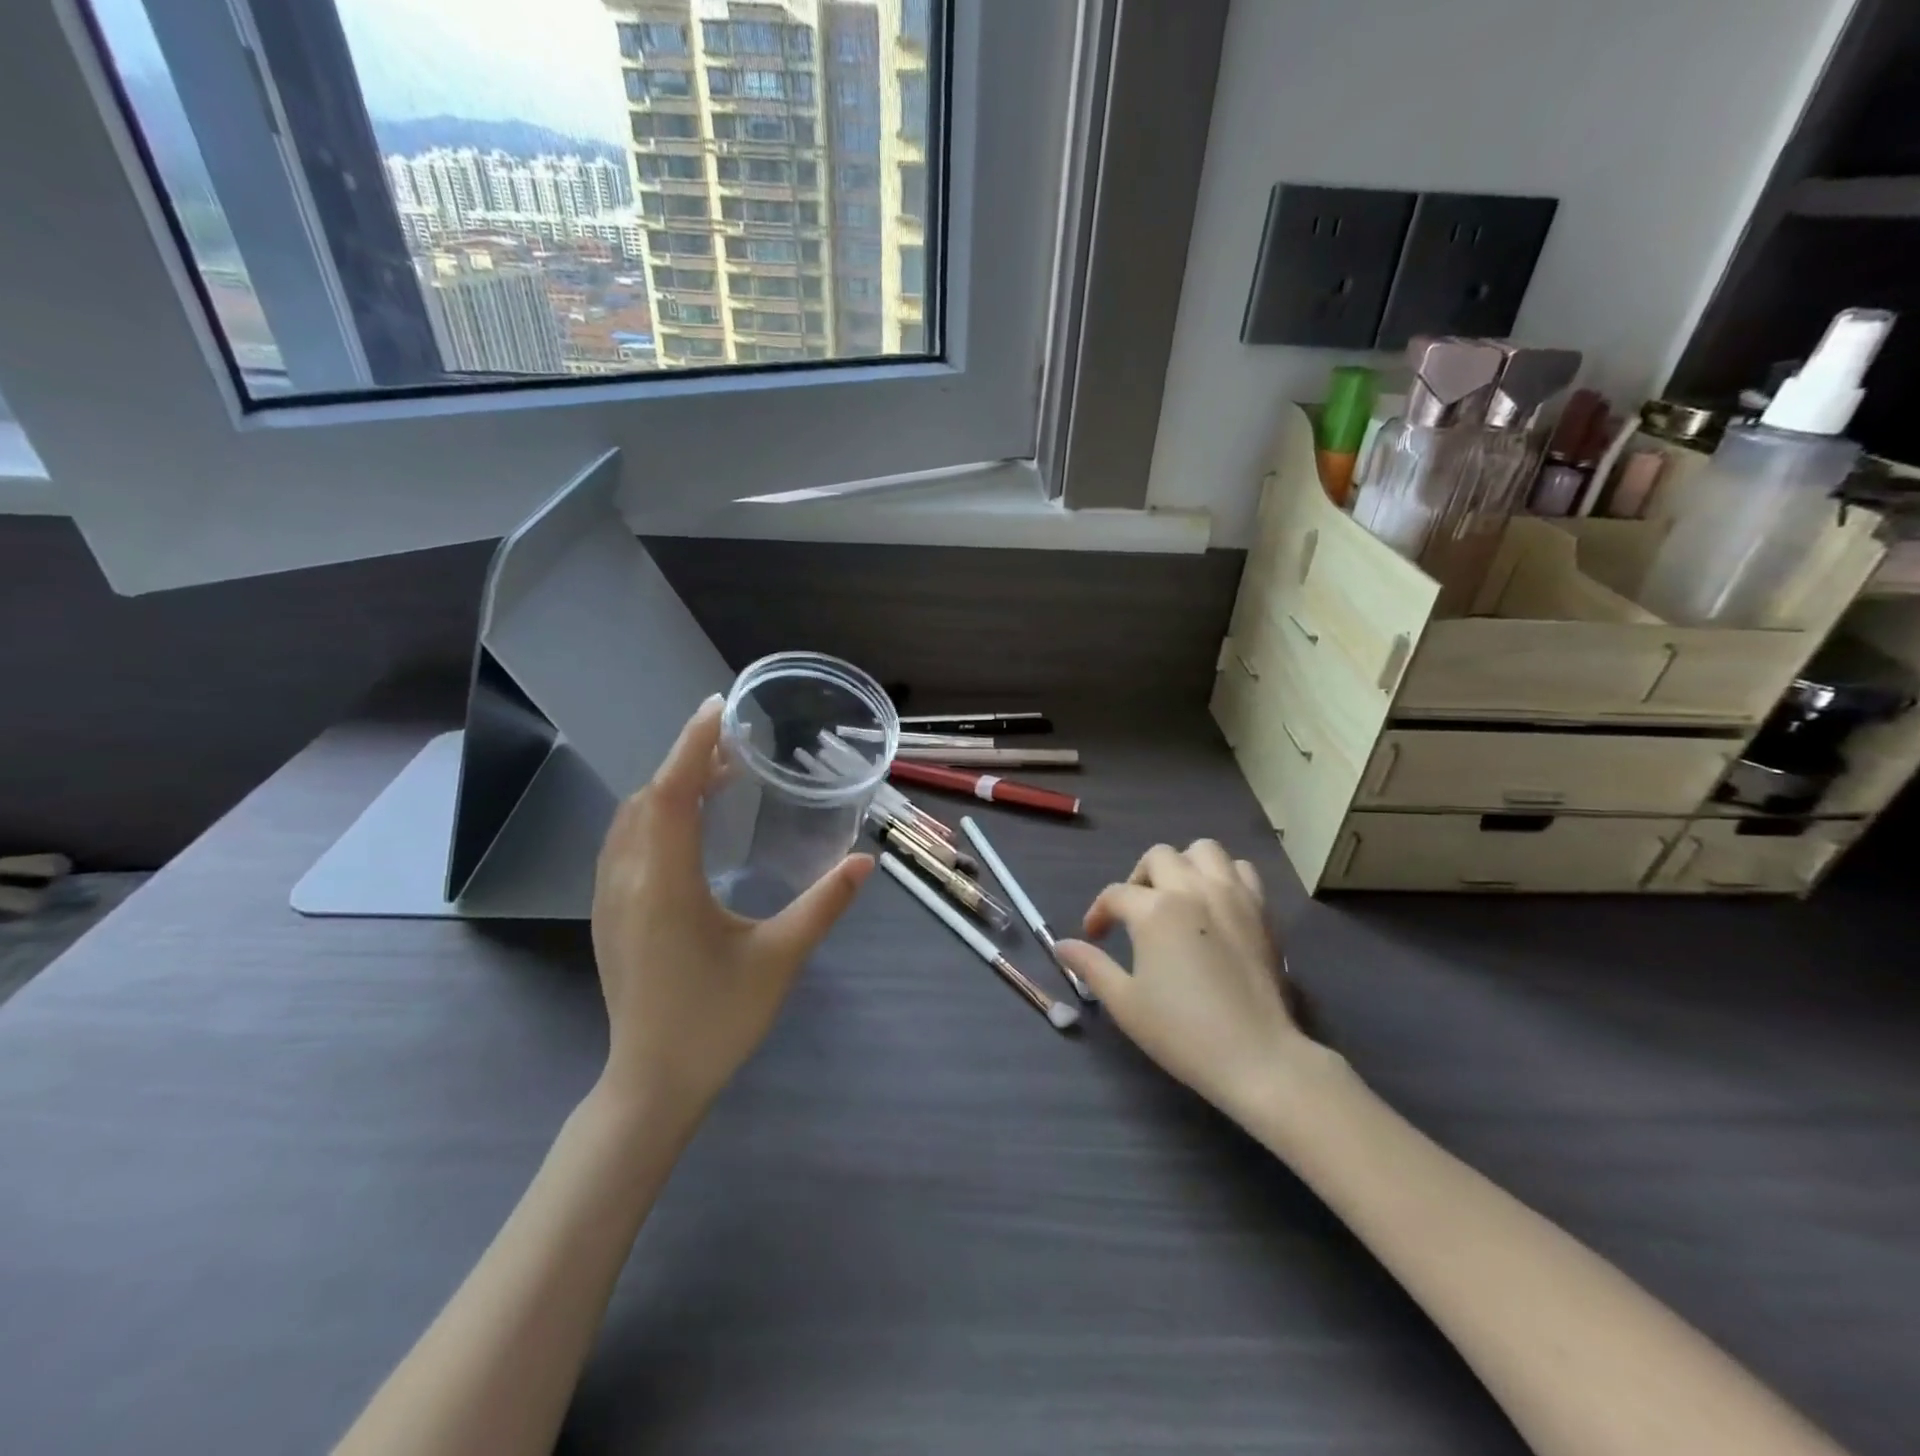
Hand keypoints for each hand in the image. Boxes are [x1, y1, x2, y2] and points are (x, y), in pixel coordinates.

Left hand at [590, 696, 873, 1123]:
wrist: (652, 1083)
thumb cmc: (718, 1020)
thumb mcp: (780, 958)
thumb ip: (824, 904)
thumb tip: (866, 860)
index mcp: (665, 884)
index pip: (672, 793)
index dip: (693, 746)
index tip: (718, 708)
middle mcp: (628, 880)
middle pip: (648, 798)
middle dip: (687, 760)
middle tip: (735, 744)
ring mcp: (610, 898)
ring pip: (630, 819)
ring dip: (669, 786)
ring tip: (716, 776)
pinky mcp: (610, 915)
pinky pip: (625, 843)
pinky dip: (654, 814)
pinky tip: (686, 826)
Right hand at [1056, 841, 1312, 1118]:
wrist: (1257, 1057)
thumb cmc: (1183, 1031)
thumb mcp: (1125, 1002)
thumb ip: (1091, 966)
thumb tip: (1061, 946)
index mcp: (1155, 910)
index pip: (1115, 895)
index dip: (1098, 913)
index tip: (1094, 936)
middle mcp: (1193, 889)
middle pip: (1158, 857)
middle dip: (1139, 879)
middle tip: (1135, 912)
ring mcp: (1232, 895)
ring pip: (1204, 851)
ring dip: (1183, 865)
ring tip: (1176, 896)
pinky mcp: (1261, 910)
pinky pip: (1241, 870)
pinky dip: (1223, 876)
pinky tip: (1214, 904)